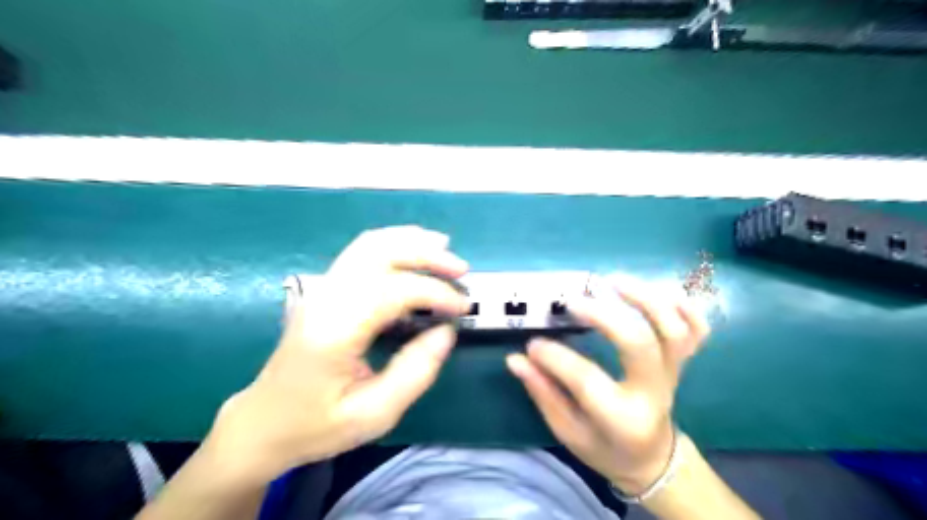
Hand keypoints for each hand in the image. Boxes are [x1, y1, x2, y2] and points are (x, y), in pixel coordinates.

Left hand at [201, 225, 463, 484]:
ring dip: (411, 241)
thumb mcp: (374, 414)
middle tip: (461, 270)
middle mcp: (325, 298)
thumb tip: (447, 331)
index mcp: (334, 330)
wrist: (263, 422)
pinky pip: (361, 251)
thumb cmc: (316, 424)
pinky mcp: (325, 289)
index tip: (462, 308)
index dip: (434, 293)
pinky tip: (413, 248)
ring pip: (369, 244)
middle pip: (380, 253)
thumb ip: (415, 372)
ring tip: (444, 247)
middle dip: (426, 255)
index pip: (393, 290)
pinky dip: (393, 243)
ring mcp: (321, 289)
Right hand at [507, 280, 711, 495]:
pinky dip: (684, 306)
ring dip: (646, 299)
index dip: (554, 357)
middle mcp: (653, 392)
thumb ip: (543, 393)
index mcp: (622, 418)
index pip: (585, 379)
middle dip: (604, 316)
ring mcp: (673, 374)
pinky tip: (657, 290)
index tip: (532, 344)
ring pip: (674, 330)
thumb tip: (516, 359)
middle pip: (639, 344)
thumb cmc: (605, 447)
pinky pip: (697, 330)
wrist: (651, 457)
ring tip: (613, 281)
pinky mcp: (681, 362)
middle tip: (573, 302)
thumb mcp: (567, 431)